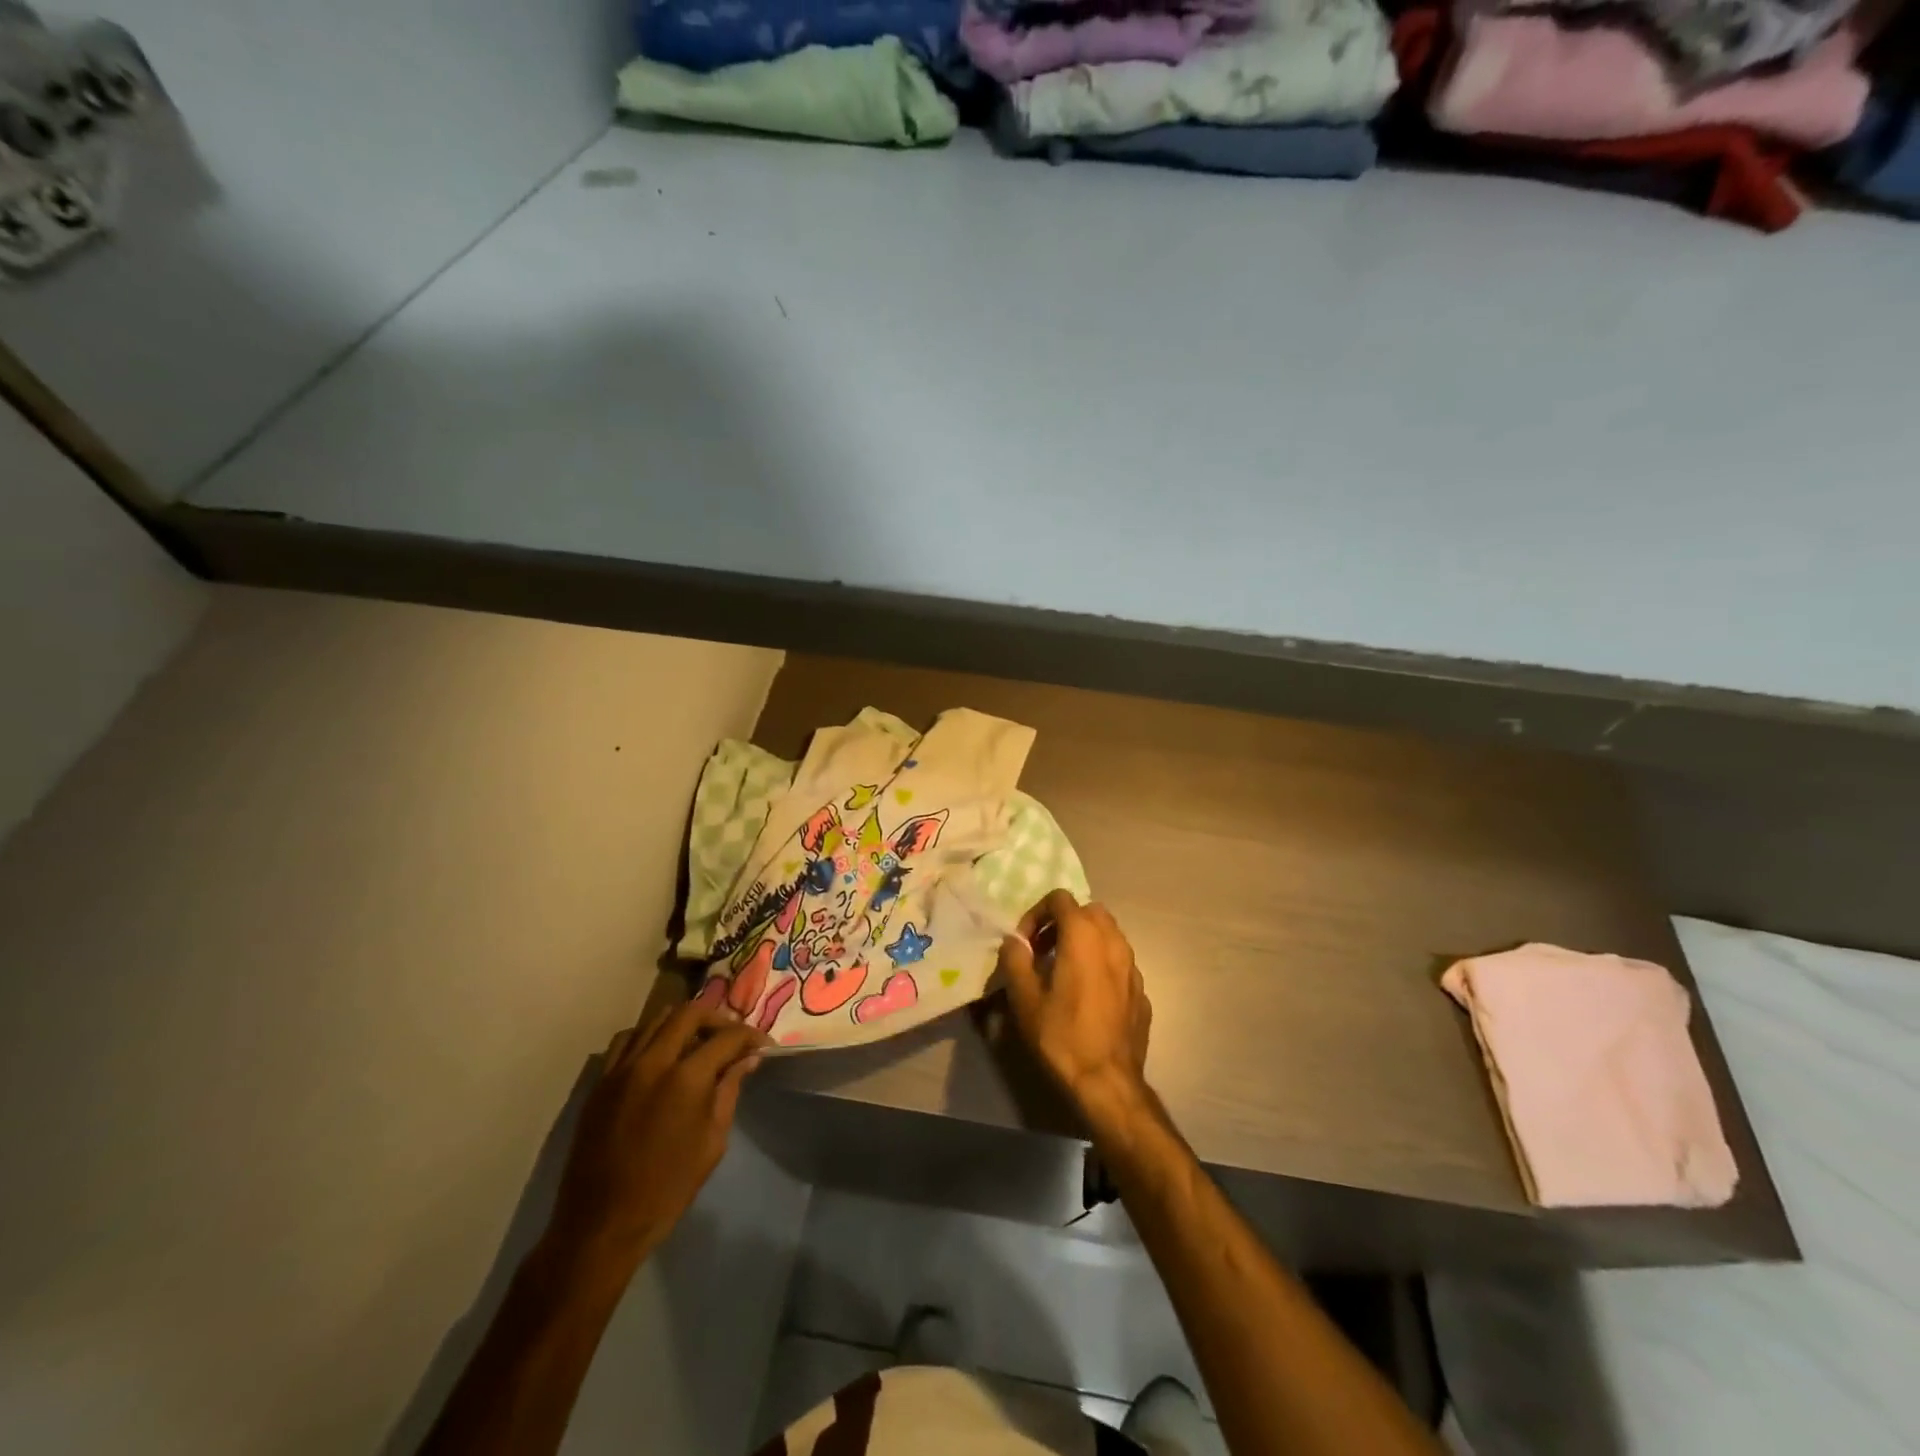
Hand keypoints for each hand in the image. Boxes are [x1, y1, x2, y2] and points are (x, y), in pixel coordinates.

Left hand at [545, 1002, 767, 1271]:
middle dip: (717, 1020)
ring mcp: (621, 1069)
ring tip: (696, 1042)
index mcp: (686, 1078)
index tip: (762, 1046)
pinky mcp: (600, 1082)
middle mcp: (652, 1061)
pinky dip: (649, 1037)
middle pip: (690, 1013)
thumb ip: (729, 1091)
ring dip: (682, 1023)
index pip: (727, 1037)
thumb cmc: (667, 1189)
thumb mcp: (712, 1142)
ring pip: (656, 1019)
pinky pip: (627, 1040)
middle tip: (731, 1038)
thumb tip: (747, 1060)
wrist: (602, 1225)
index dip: (751, 1037)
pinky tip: (659, 1056)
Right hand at [998, 890, 1151, 1113]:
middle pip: (1088, 911)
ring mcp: (1133, 966)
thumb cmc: (1061, 1035)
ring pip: (1108, 934)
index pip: (1060, 898)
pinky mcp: (1142, 990)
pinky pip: (1119, 962)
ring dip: (1085, 941)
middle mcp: (1113, 941)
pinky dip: (1102, 964)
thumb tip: (1015, 941)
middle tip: (1044, 951)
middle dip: (1063, 923)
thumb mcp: (1024, 998)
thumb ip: (1015, 959)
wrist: (1108, 1082)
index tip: (1025, 943)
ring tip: (1065, 971)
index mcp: (1083, 936)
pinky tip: (1088, 995)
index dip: (1036, 913)